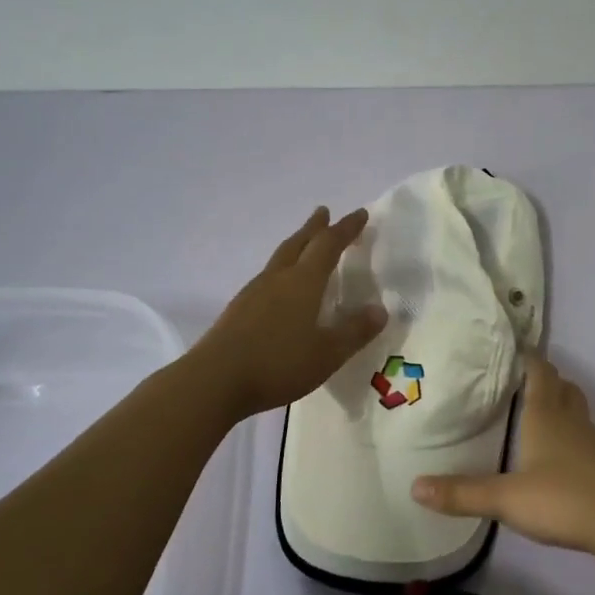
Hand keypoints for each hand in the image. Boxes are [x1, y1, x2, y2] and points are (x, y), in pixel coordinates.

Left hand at [197, 206, 388, 419]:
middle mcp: (277, 279)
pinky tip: (280, 287)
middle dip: (314, 228)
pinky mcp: (238, 310)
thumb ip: (354, 331)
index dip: (346, 228)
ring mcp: (253, 293)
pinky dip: (281, 270)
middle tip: (324, 213)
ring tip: (304, 245)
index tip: (360, 213)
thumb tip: (380, 310)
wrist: (214, 380)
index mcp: (303, 282)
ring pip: (279, 258)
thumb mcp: (328, 353)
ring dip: (296, 246)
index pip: (328, 245)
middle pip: (298, 243)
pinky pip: (267, 278)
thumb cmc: (278, 364)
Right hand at [411, 354, 594, 555]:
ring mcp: (592, 441)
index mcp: (544, 415)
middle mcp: (570, 420)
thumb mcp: (505, 498)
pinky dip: (572, 430)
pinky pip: (585, 434)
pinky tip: (561, 450)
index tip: (514, 345)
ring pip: (576, 408)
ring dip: (561, 401)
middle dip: (546, 377)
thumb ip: (462, 493)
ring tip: (540, 407)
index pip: (539, 372)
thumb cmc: (562, 499)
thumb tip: (415, 486)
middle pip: (561, 386)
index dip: (528, 357)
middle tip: (523, 377)